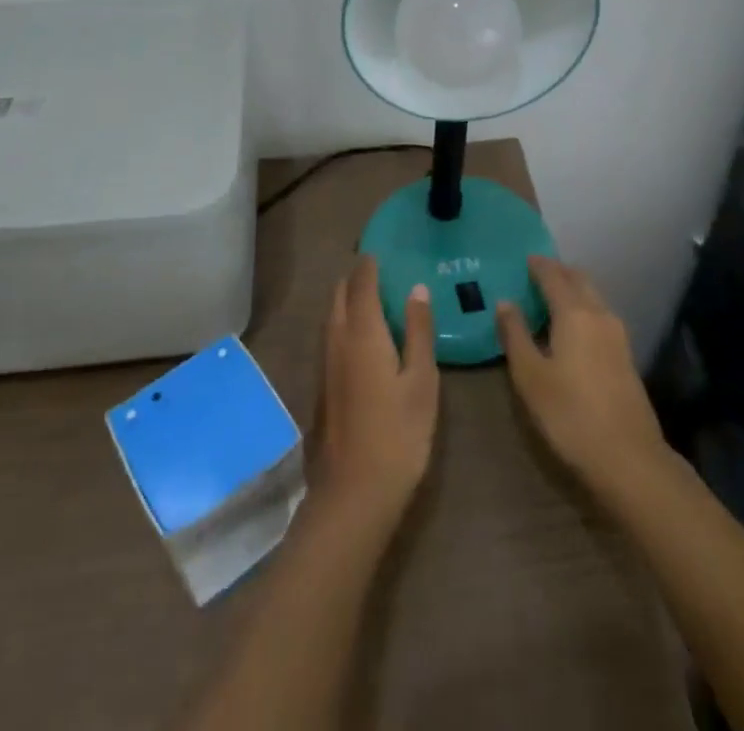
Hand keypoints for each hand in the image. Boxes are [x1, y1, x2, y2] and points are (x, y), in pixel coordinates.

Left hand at [313, 256, 438, 526]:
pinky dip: (344, 322)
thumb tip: (417, 288)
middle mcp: (336, 339)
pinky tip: (363, 337)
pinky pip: (330, 336)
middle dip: (356, 277)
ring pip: (332, 316)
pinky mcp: (321, 385)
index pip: (362, 282)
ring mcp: (324, 363)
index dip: (370, 264)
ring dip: (348, 299)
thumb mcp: (422, 381)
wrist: (352, 494)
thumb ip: (419, 331)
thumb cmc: (398, 434)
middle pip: (340, 294)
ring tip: (373, 297)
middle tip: (380, 271)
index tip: (382, 250)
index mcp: (362, 332)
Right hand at [497, 256, 668, 498]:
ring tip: (549, 299)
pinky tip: (570, 328)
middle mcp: (599, 314)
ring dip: (572, 290)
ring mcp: (617, 334)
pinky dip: (582, 308)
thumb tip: (505, 302)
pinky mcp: (625, 355)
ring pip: (592, 296)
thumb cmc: (570, 414)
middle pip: (578, 279)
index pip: (553, 275)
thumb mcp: (530, 376)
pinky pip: (599, 315)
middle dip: (557, 272)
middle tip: (534, 274)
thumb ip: (515, 334)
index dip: (537, 265)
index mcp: (574, 312)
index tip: (523, 259)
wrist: (629, 458)